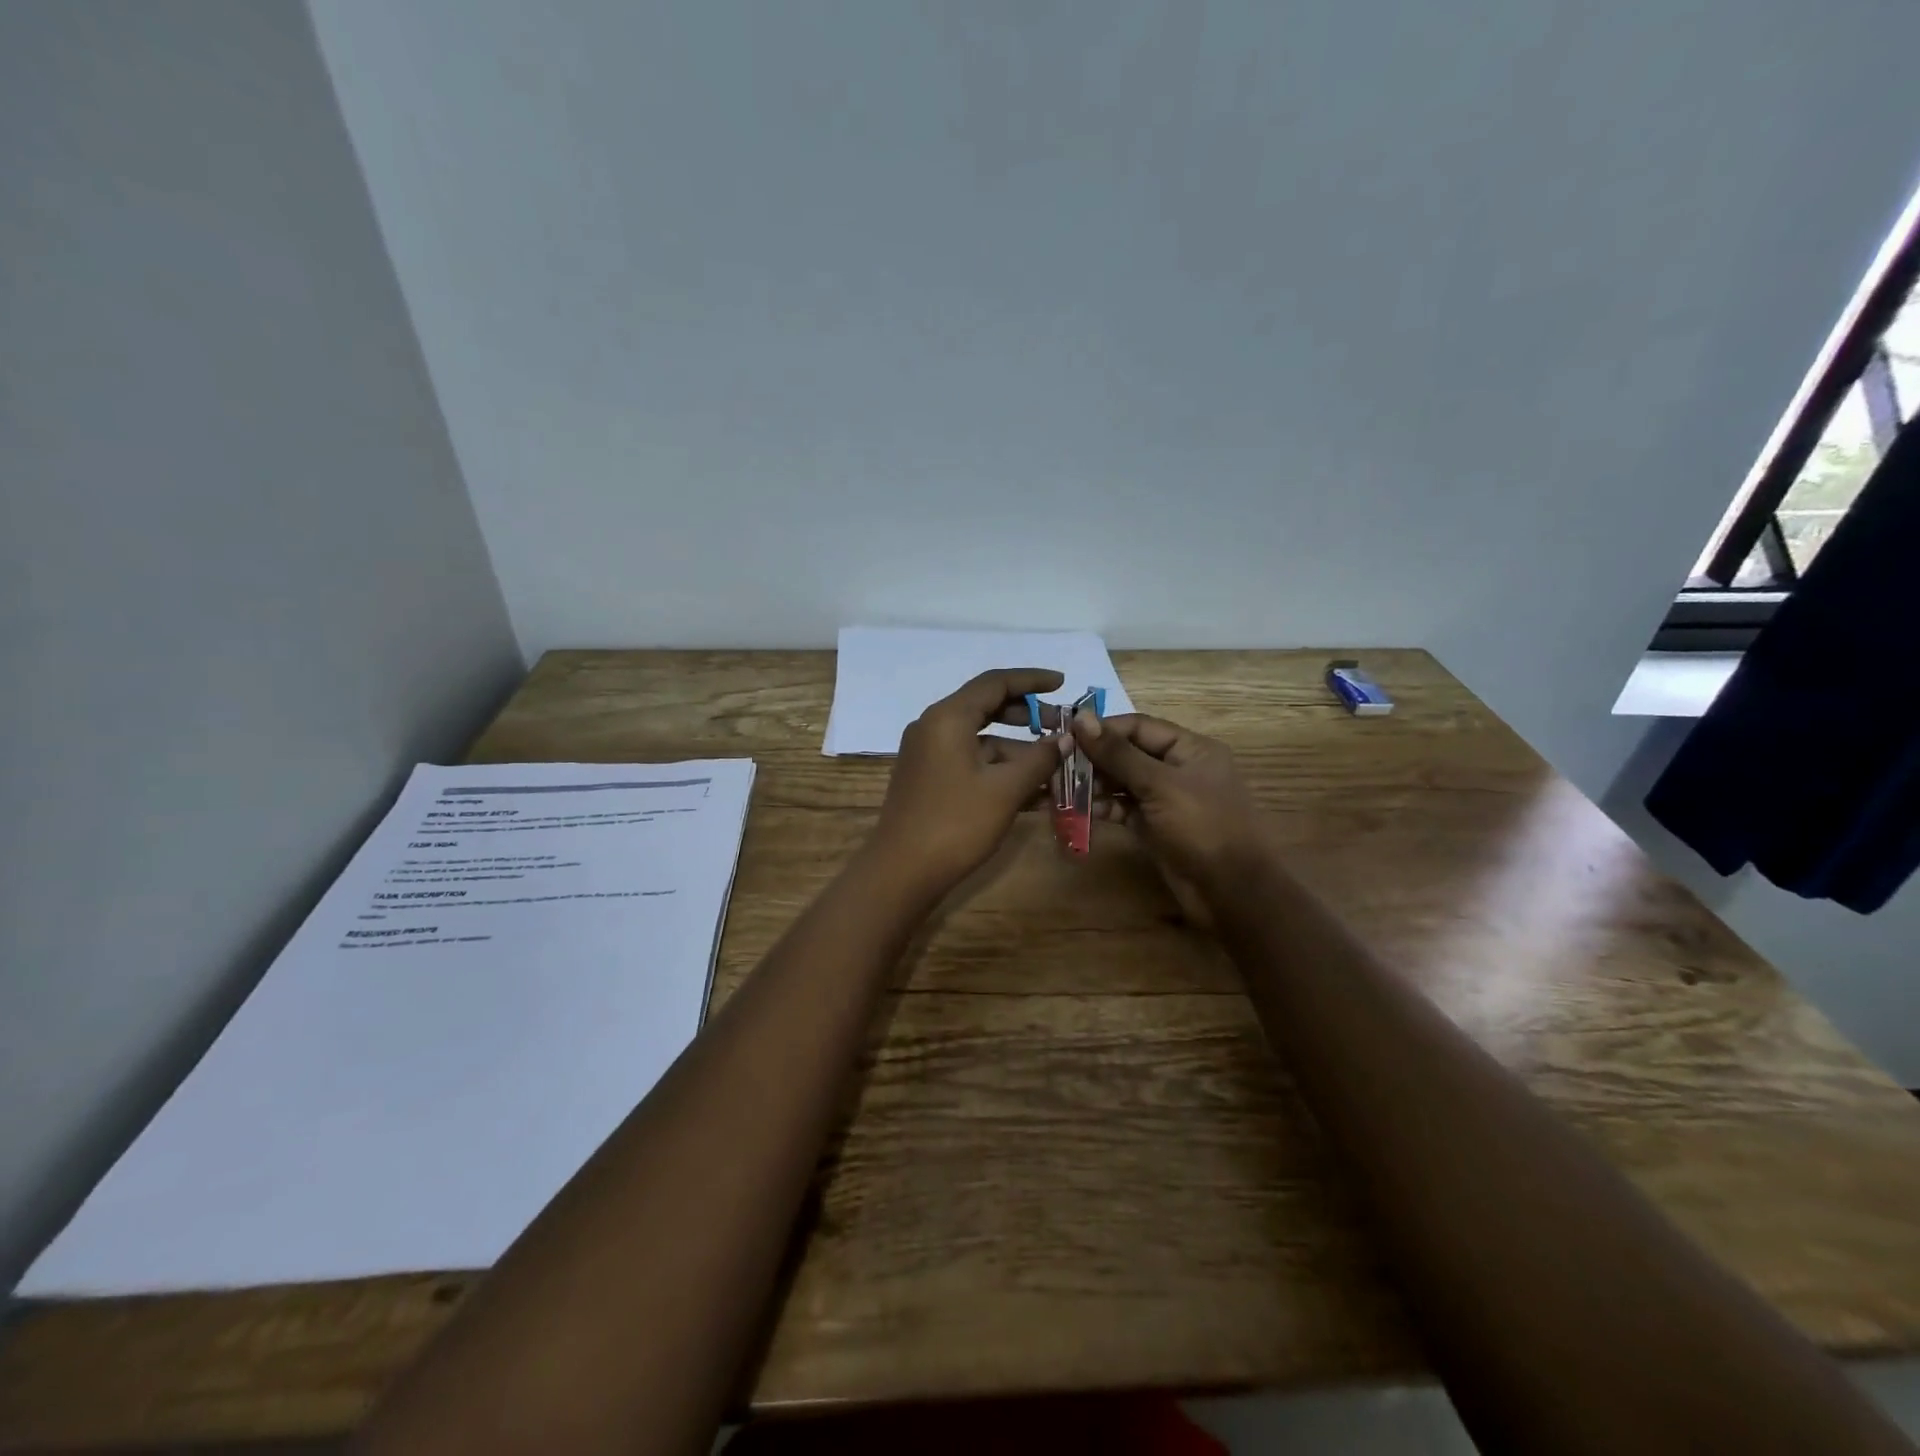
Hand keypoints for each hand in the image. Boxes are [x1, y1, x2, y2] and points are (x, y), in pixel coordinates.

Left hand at [867, 669, 1070, 896]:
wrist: (902, 872)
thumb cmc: (955, 824)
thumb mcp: (1005, 790)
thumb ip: (1039, 759)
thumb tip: (1066, 739)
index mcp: (948, 718)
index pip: (995, 683)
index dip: (1032, 680)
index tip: (1063, 684)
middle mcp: (934, 727)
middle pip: (986, 707)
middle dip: (1027, 715)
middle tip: (1062, 727)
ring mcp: (928, 754)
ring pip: (980, 738)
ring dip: (1017, 748)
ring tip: (1056, 764)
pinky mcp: (929, 778)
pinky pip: (970, 761)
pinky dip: (999, 768)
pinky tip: (1032, 789)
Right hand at [1070, 710, 1269, 920]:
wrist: (1231, 892)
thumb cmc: (1202, 826)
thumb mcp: (1160, 784)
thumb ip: (1118, 753)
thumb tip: (1081, 719)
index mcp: (1189, 748)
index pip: (1138, 726)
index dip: (1102, 729)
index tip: (1065, 735)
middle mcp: (1176, 768)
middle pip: (1127, 753)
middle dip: (1093, 759)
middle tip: (1056, 765)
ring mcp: (1164, 799)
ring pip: (1121, 782)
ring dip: (1092, 784)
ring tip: (1059, 788)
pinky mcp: (1153, 826)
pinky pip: (1122, 809)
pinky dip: (1101, 808)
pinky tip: (1075, 810)